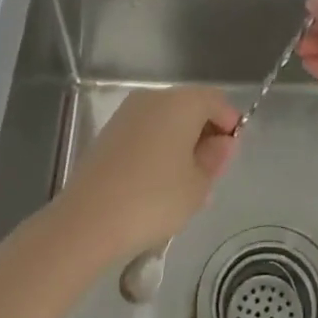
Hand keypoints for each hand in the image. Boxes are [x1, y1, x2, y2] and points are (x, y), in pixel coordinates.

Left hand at [58, 87, 239, 255]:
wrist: (87, 220)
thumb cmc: (154, 199)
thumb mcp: (198, 185)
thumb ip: (216, 158)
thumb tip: (222, 142)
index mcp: (182, 102)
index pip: (217, 102)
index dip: (230, 126)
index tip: (230, 157)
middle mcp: (154, 97)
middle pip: (191, 107)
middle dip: (205, 134)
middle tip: (210, 173)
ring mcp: (127, 113)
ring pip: (167, 120)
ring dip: (180, 142)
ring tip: (183, 183)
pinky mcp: (109, 132)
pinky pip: (145, 132)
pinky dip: (157, 148)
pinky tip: (156, 183)